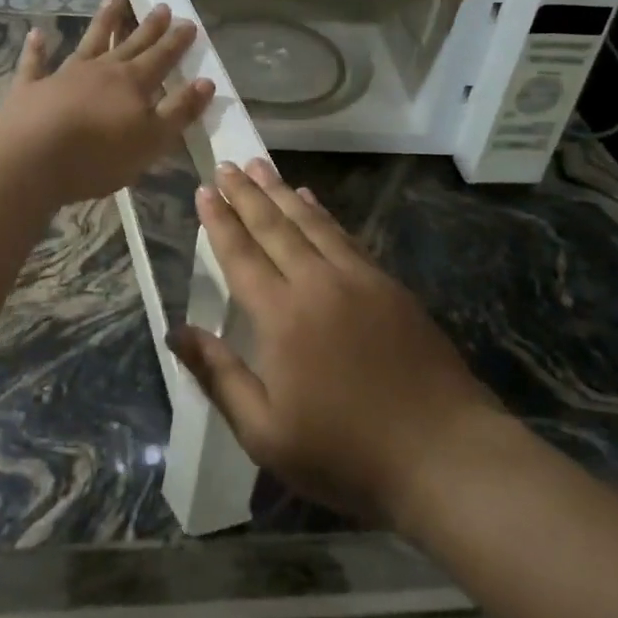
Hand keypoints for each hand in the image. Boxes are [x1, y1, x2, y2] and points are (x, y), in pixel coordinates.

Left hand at [0, 0, 213, 204]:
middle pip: (130, 44)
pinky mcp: (31, 88)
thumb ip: (179, 111)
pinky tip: (37, 33)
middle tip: (162, 6)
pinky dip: (37, 48)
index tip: (189, 22)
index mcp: (132, 84)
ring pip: (89, 42)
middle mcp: (101, 71)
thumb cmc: (98, 155)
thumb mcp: (151, 140)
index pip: (161, 58)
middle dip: (148, 27)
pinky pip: (35, 63)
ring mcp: (64, 75)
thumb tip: (206, 82)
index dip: (176, 42)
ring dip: (102, 21)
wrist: (31, 158)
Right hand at [169, 159, 503, 526]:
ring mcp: (357, 278)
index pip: (241, 256)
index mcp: (281, 316)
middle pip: (274, 227)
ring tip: (261, 166)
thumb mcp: (266, 433)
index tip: (205, 190)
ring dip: (282, 191)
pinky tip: (311, 199)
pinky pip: (344, 234)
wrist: (441, 451)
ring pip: (310, 222)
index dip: (220, 222)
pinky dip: (322, 212)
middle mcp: (316, 283)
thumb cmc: (345, 452)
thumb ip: (220, 376)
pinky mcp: (387, 283)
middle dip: (247, 194)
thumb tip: (176, 332)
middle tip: (227, 165)